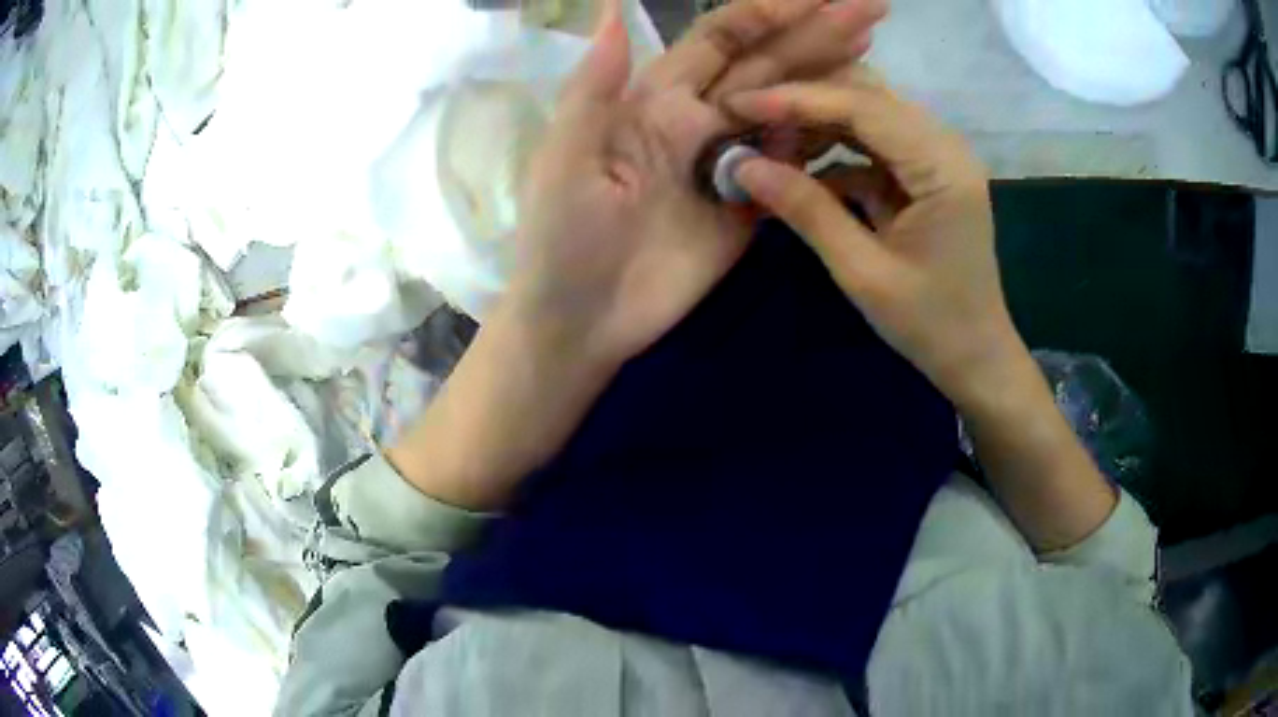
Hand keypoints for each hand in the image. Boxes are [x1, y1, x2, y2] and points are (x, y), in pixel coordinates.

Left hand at [508, 0, 886, 370]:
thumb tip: (610, 8)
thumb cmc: (562, 239)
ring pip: (788, 107)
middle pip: (768, 64)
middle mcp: (701, 121)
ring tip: (871, 45)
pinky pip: (793, 164)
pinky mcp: (751, 208)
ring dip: (829, 74)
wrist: (583, 321)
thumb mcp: (565, 159)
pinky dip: (823, 137)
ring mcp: (732, 164)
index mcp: (657, 100)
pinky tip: (858, 115)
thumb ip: (595, 86)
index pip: (721, 40)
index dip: (768, 12)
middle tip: (869, 7)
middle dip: (816, 32)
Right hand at [727, 67, 1020, 410]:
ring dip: (816, 122)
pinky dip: (834, 149)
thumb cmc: (930, 324)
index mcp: (942, 167)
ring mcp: (937, 156)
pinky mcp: (926, 171)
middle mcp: (945, 145)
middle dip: (804, 101)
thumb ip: (806, 211)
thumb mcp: (863, 273)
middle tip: (748, 119)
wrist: (975, 355)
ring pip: (868, 111)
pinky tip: (799, 167)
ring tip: (767, 143)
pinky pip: (873, 142)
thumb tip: (741, 166)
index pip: (863, 106)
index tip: (738, 104)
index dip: (796, 100)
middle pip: (867, 95)